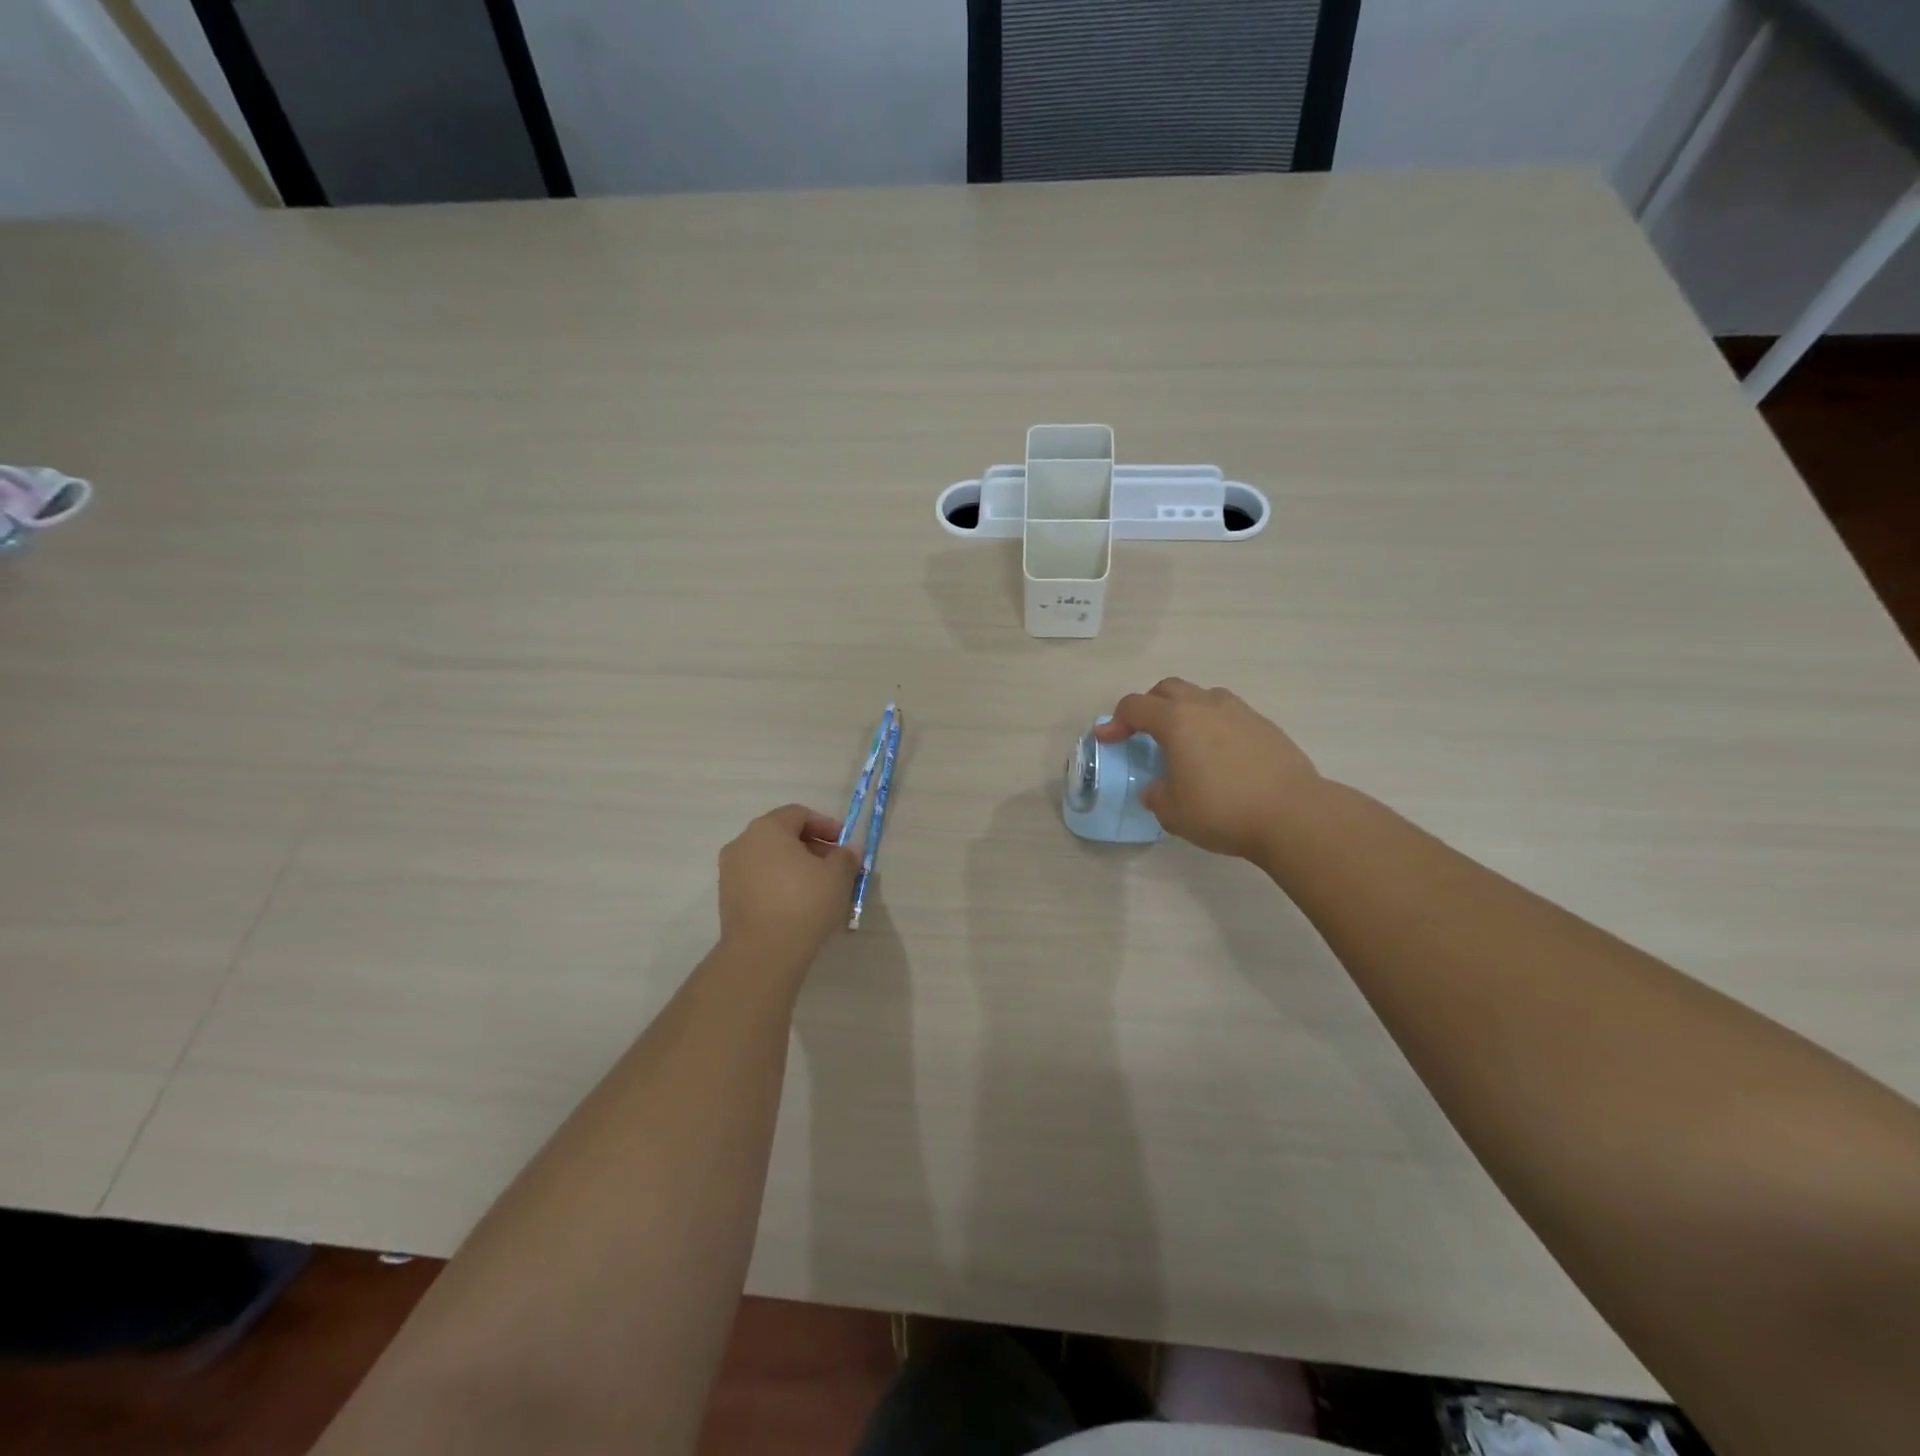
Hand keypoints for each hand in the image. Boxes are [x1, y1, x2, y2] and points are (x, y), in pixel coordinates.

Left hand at [717, 805, 859, 963]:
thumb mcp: (837, 876)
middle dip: (812, 847)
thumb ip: (846, 857)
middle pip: (782, 835)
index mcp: (767, 828)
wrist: (763, 953)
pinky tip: (799, 904)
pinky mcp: (728, 898)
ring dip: (796, 866)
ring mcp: (730, 872)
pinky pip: (759, 880)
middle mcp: (743, 843)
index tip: (844, 844)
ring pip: (770, 859)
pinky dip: (779, 883)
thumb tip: (850, 850)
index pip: (799, 814)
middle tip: (836, 866)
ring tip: (820, 887)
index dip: (826, 825)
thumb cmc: (803, 902)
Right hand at [1094, 679, 1321, 861]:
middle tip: (1143, 732)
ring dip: (1185, 711)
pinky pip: (1229, 714)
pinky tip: (1219, 756)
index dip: (1115, 721)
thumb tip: (1158, 787)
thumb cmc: (1222, 811)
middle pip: (1168, 689)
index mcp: (1176, 721)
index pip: (1135, 707)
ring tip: (1185, 741)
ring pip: (1202, 696)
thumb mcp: (1172, 812)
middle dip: (1149, 706)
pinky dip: (1214, 726)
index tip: (1107, 739)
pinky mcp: (1265, 726)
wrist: (1293, 815)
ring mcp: (1240, 712)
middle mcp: (1206, 706)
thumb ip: (1156, 794)